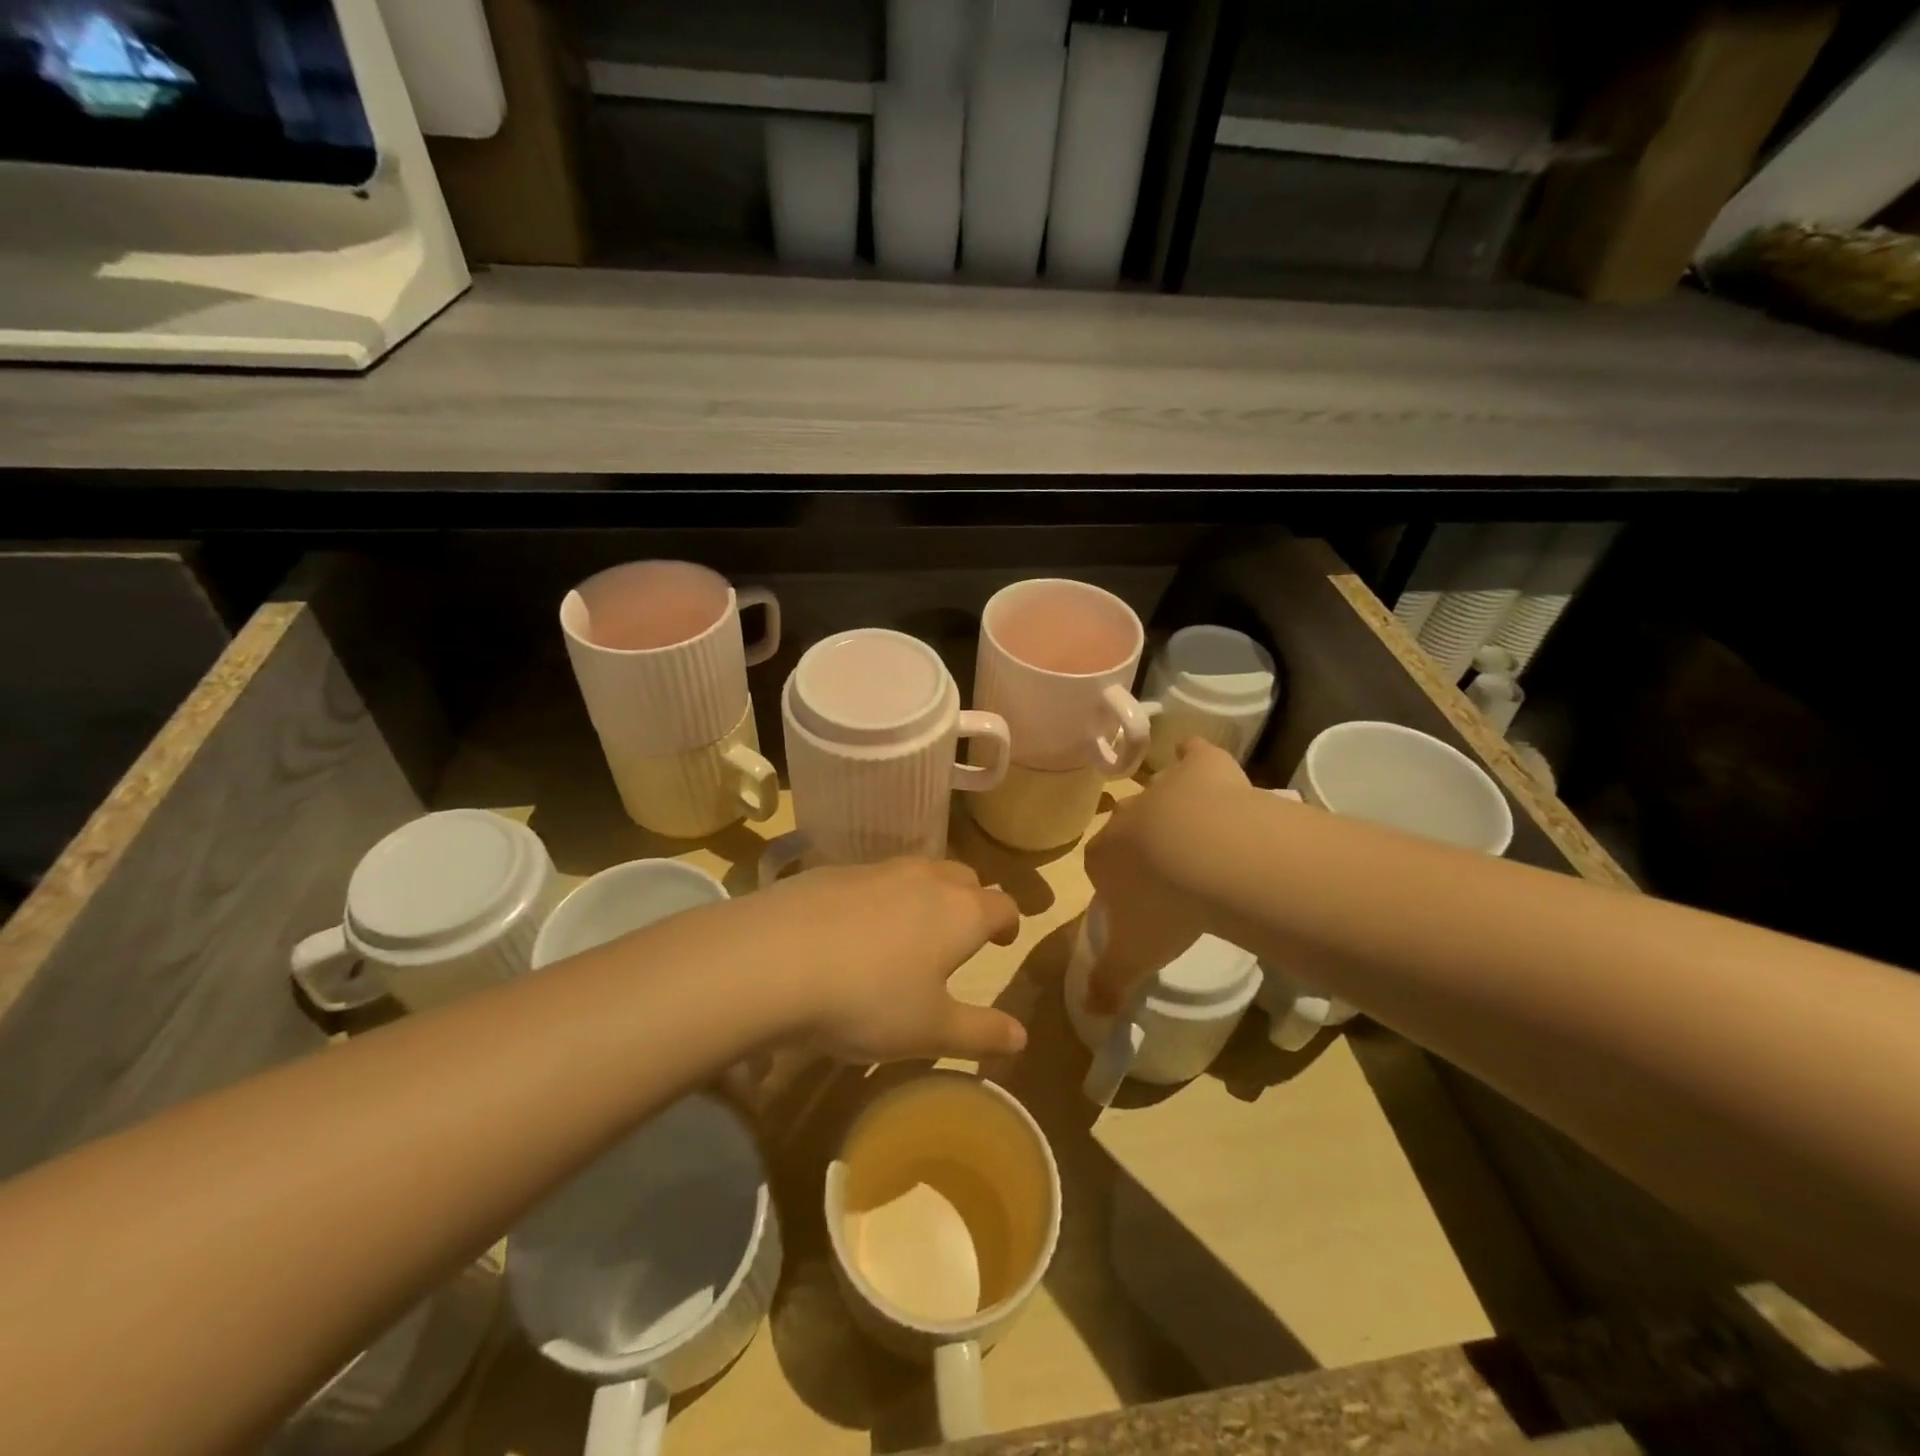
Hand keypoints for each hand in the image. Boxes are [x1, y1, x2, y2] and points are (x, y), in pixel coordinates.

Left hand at [752, 858, 1025, 1062]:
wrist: (774, 958)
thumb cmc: (868, 999)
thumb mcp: (930, 1031)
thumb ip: (981, 1033)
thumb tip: (1022, 1036)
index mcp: (961, 912)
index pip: (1002, 905)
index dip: (1009, 922)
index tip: (1003, 940)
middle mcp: (926, 878)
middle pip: (964, 877)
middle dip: (971, 901)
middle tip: (961, 934)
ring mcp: (877, 869)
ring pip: (918, 872)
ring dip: (926, 895)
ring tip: (911, 929)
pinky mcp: (833, 870)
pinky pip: (873, 878)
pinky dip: (880, 897)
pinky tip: (855, 928)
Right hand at [1083, 738, 1252, 1014]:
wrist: (1208, 856)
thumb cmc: (1163, 909)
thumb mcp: (1134, 956)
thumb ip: (1109, 982)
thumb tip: (1090, 1014)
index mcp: (1104, 857)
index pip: (1099, 866)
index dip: (1118, 884)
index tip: (1141, 905)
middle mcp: (1127, 818)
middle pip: (1128, 830)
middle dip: (1145, 848)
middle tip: (1174, 876)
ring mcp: (1164, 788)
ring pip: (1161, 795)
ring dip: (1174, 811)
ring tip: (1204, 839)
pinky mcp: (1202, 767)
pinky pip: (1193, 754)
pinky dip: (1195, 757)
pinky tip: (1201, 761)